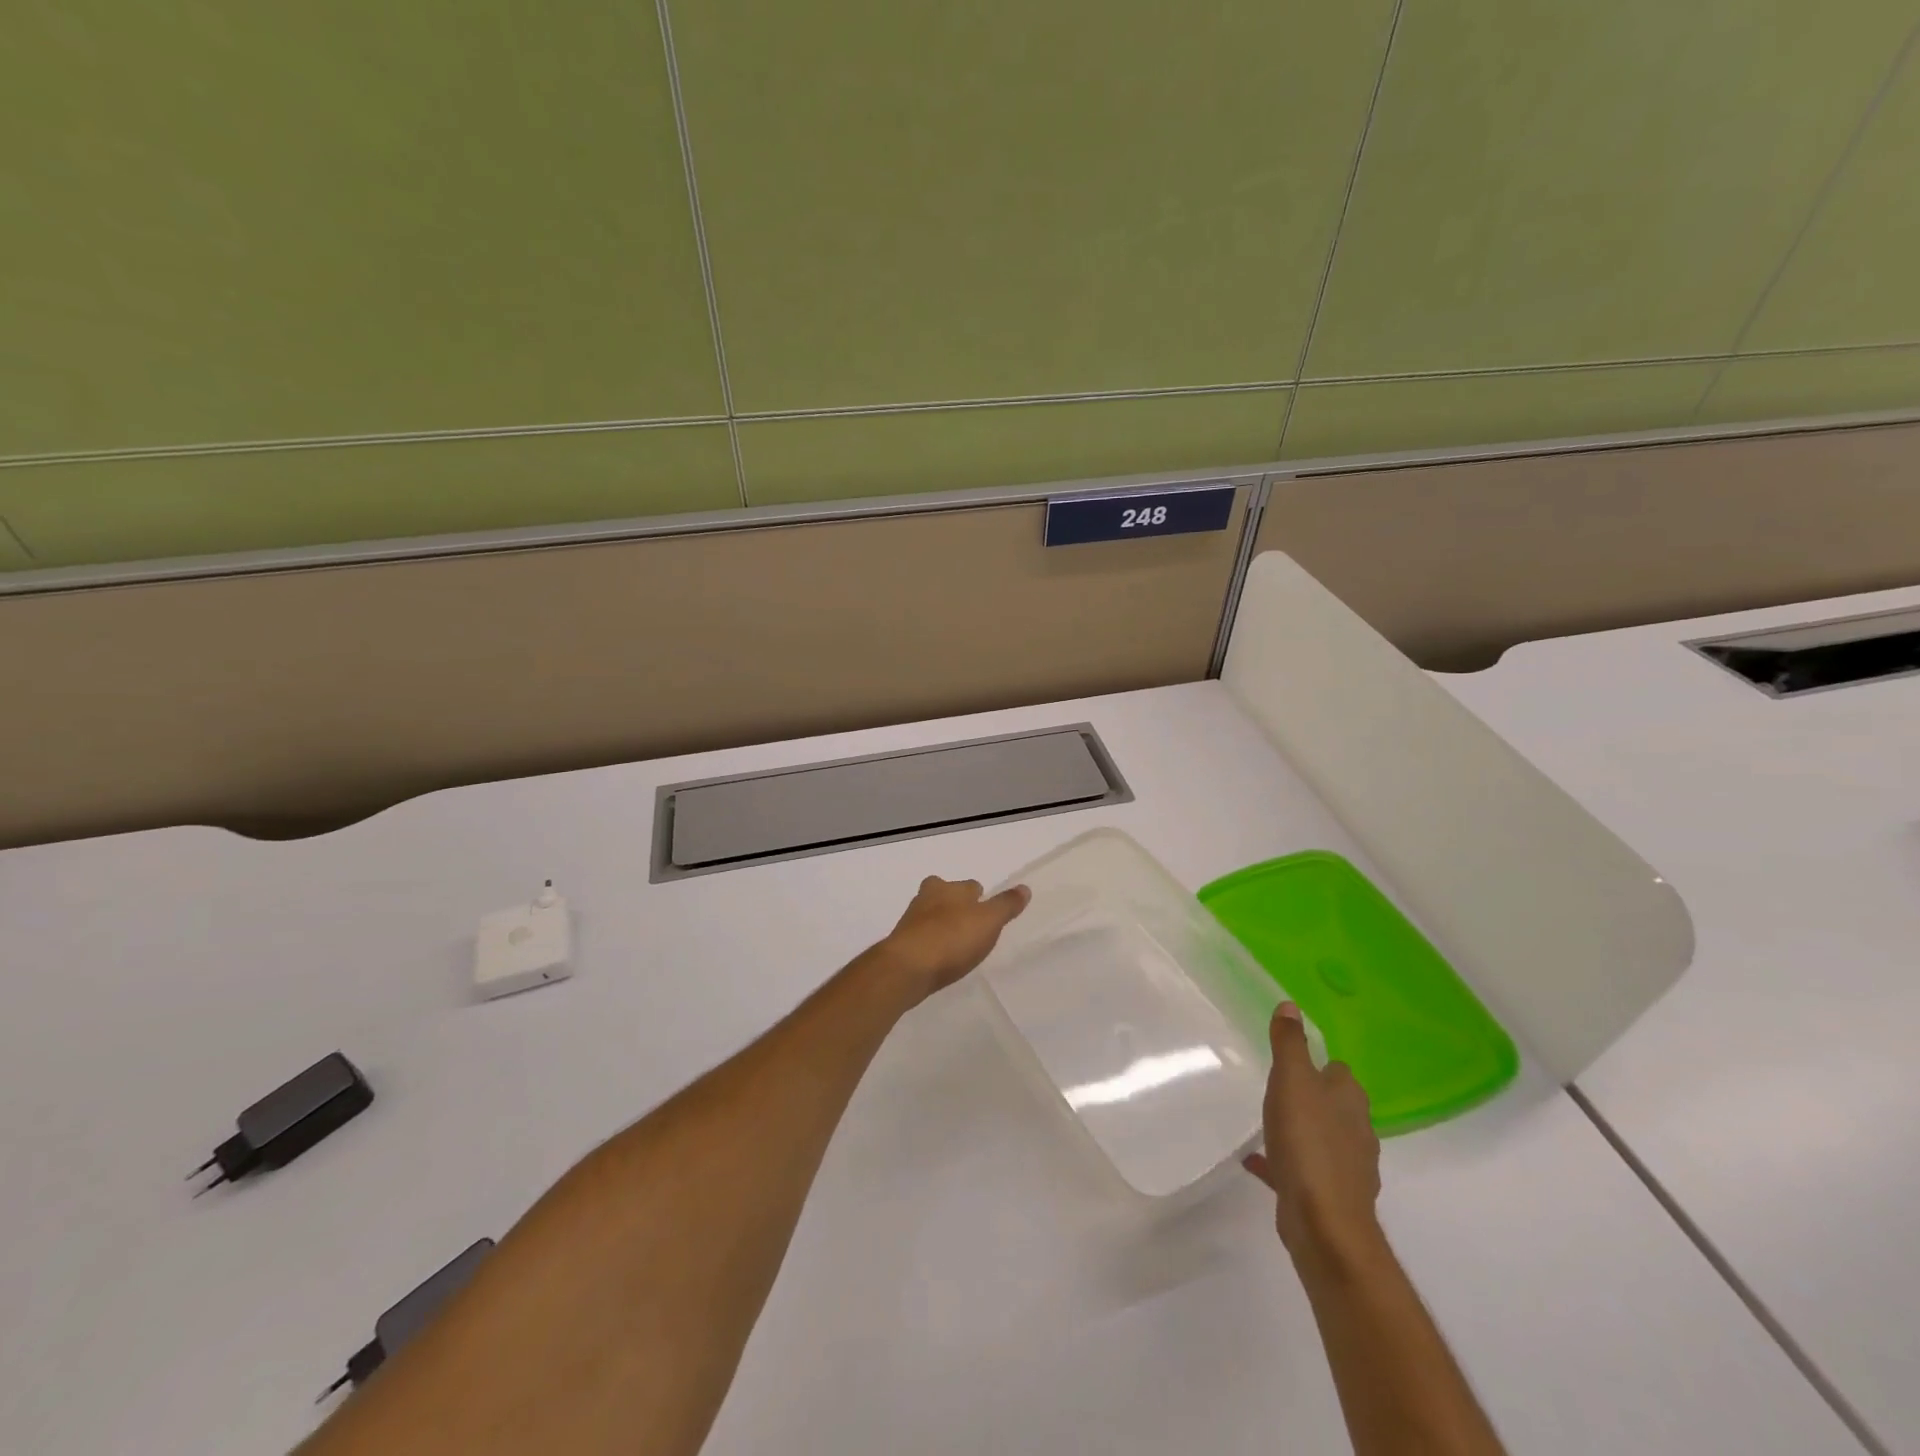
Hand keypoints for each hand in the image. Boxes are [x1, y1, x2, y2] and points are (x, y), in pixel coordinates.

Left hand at [873, 876, 1029, 1002]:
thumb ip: (1006, 905)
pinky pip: (921, 939)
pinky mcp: (902, 945)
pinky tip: (940, 959)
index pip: (969, 886)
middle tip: (969, 923)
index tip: (987, 909)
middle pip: (943, 895)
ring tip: (956, 943)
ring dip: (941, 925)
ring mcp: (910, 922)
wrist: (907, 968)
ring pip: (930, 916)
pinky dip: (931, 944)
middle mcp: (926, 898)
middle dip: (954, 904)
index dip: (979, 896)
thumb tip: (1025, 888)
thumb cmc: (951, 938)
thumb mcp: (988, 921)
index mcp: (947, 888)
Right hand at [1245, 1004, 1384, 1273]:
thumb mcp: (1292, 1081)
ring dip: (1300, 1129)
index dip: (1318, 1065)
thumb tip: (1291, 1005)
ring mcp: (1346, 1167)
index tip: (1292, 1062)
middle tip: (1276, 1089)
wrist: (1323, 1223)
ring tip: (1267, 1124)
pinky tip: (1256, 1162)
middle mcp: (1356, 1130)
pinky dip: (1284, 1162)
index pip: (1338, 1072)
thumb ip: (1290, 1044)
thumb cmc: (1307, 1142)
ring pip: (1321, 1138)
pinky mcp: (1330, 1196)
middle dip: (1310, 1097)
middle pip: (1333, 1104)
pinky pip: (1303, 1169)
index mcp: (1349, 1100)